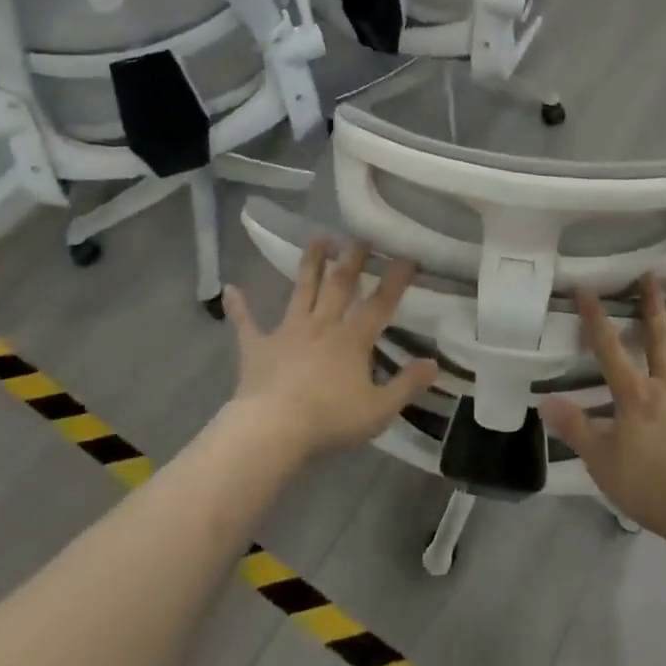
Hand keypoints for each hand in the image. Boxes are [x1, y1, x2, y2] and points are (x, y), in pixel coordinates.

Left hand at [223, 239, 437, 459]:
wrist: (272, 431)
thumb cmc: (329, 420)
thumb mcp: (379, 409)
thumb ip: (407, 384)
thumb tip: (435, 362)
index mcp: (353, 339)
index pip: (381, 303)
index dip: (396, 278)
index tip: (408, 254)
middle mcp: (323, 325)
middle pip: (341, 285)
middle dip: (353, 258)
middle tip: (361, 234)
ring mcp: (288, 332)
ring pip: (302, 290)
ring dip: (311, 264)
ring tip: (318, 237)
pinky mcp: (258, 347)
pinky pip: (247, 323)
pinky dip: (239, 306)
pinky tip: (230, 288)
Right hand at [539, 279, 665, 555]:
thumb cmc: (654, 486)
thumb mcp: (603, 462)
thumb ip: (576, 429)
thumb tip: (545, 401)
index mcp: (634, 395)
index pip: (608, 348)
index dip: (595, 318)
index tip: (587, 288)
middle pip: (658, 337)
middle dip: (651, 304)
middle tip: (651, 274)